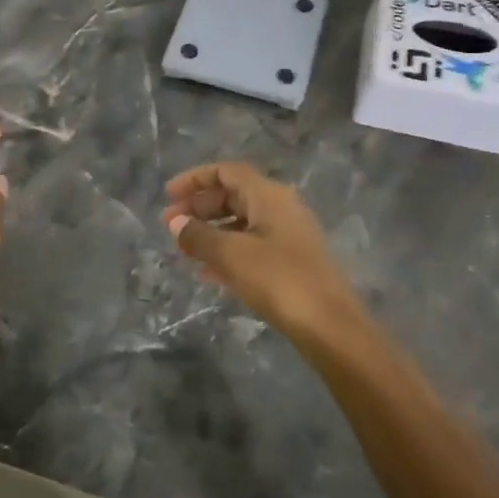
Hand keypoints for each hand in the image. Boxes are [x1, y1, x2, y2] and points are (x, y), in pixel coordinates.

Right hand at [162, 162, 373, 354]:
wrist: (330, 325)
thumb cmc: (279, 280)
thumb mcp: (231, 255)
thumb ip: (198, 236)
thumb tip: (175, 222)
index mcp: (269, 195)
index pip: (226, 172)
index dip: (195, 179)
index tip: (168, 195)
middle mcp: (281, 207)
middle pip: (233, 195)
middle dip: (199, 207)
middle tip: (170, 226)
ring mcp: (288, 235)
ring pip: (241, 222)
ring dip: (210, 231)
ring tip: (183, 251)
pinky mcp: (291, 262)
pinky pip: (251, 246)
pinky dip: (227, 251)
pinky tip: (207, 273)